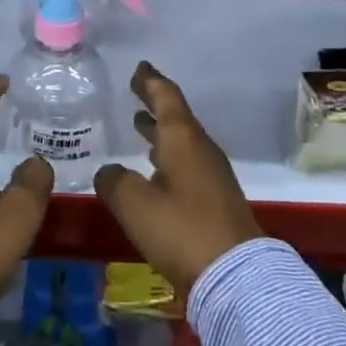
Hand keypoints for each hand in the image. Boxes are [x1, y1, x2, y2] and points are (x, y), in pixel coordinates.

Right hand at [95, 62, 262, 293]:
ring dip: (160, 133)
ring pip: (182, 143)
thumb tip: (109, 172)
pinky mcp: (216, 202)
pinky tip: (154, 171)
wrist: (236, 278)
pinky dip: (168, 157)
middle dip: (155, 103)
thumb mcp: (135, 204)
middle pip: (176, 118)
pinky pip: (187, 165)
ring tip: (140, 125)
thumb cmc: (182, 230)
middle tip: (136, 91)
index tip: (139, 68)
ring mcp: (212, 177)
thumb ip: (115, 182)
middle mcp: (200, 150)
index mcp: (183, 139)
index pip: (166, 97)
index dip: (150, 81)